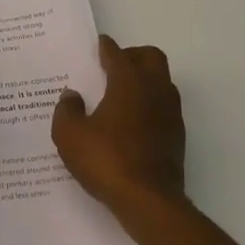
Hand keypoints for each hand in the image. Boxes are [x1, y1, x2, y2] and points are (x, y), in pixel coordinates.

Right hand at [53, 35, 185, 218]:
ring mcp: (171, 113)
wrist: (148, 200)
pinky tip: (131, 121)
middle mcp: (155, 90)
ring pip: (162, 81)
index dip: (106, 47)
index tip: (99, 44)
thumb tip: (72, 95)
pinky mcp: (177, 135)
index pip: (118, 54)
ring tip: (120, 94)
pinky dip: (149, 103)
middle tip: (112, 67)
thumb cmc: (106, 160)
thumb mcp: (70, 135)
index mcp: (129, 83)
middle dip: (132, 56)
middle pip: (151, 57)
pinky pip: (164, 106)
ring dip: (144, 79)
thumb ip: (67, 110)